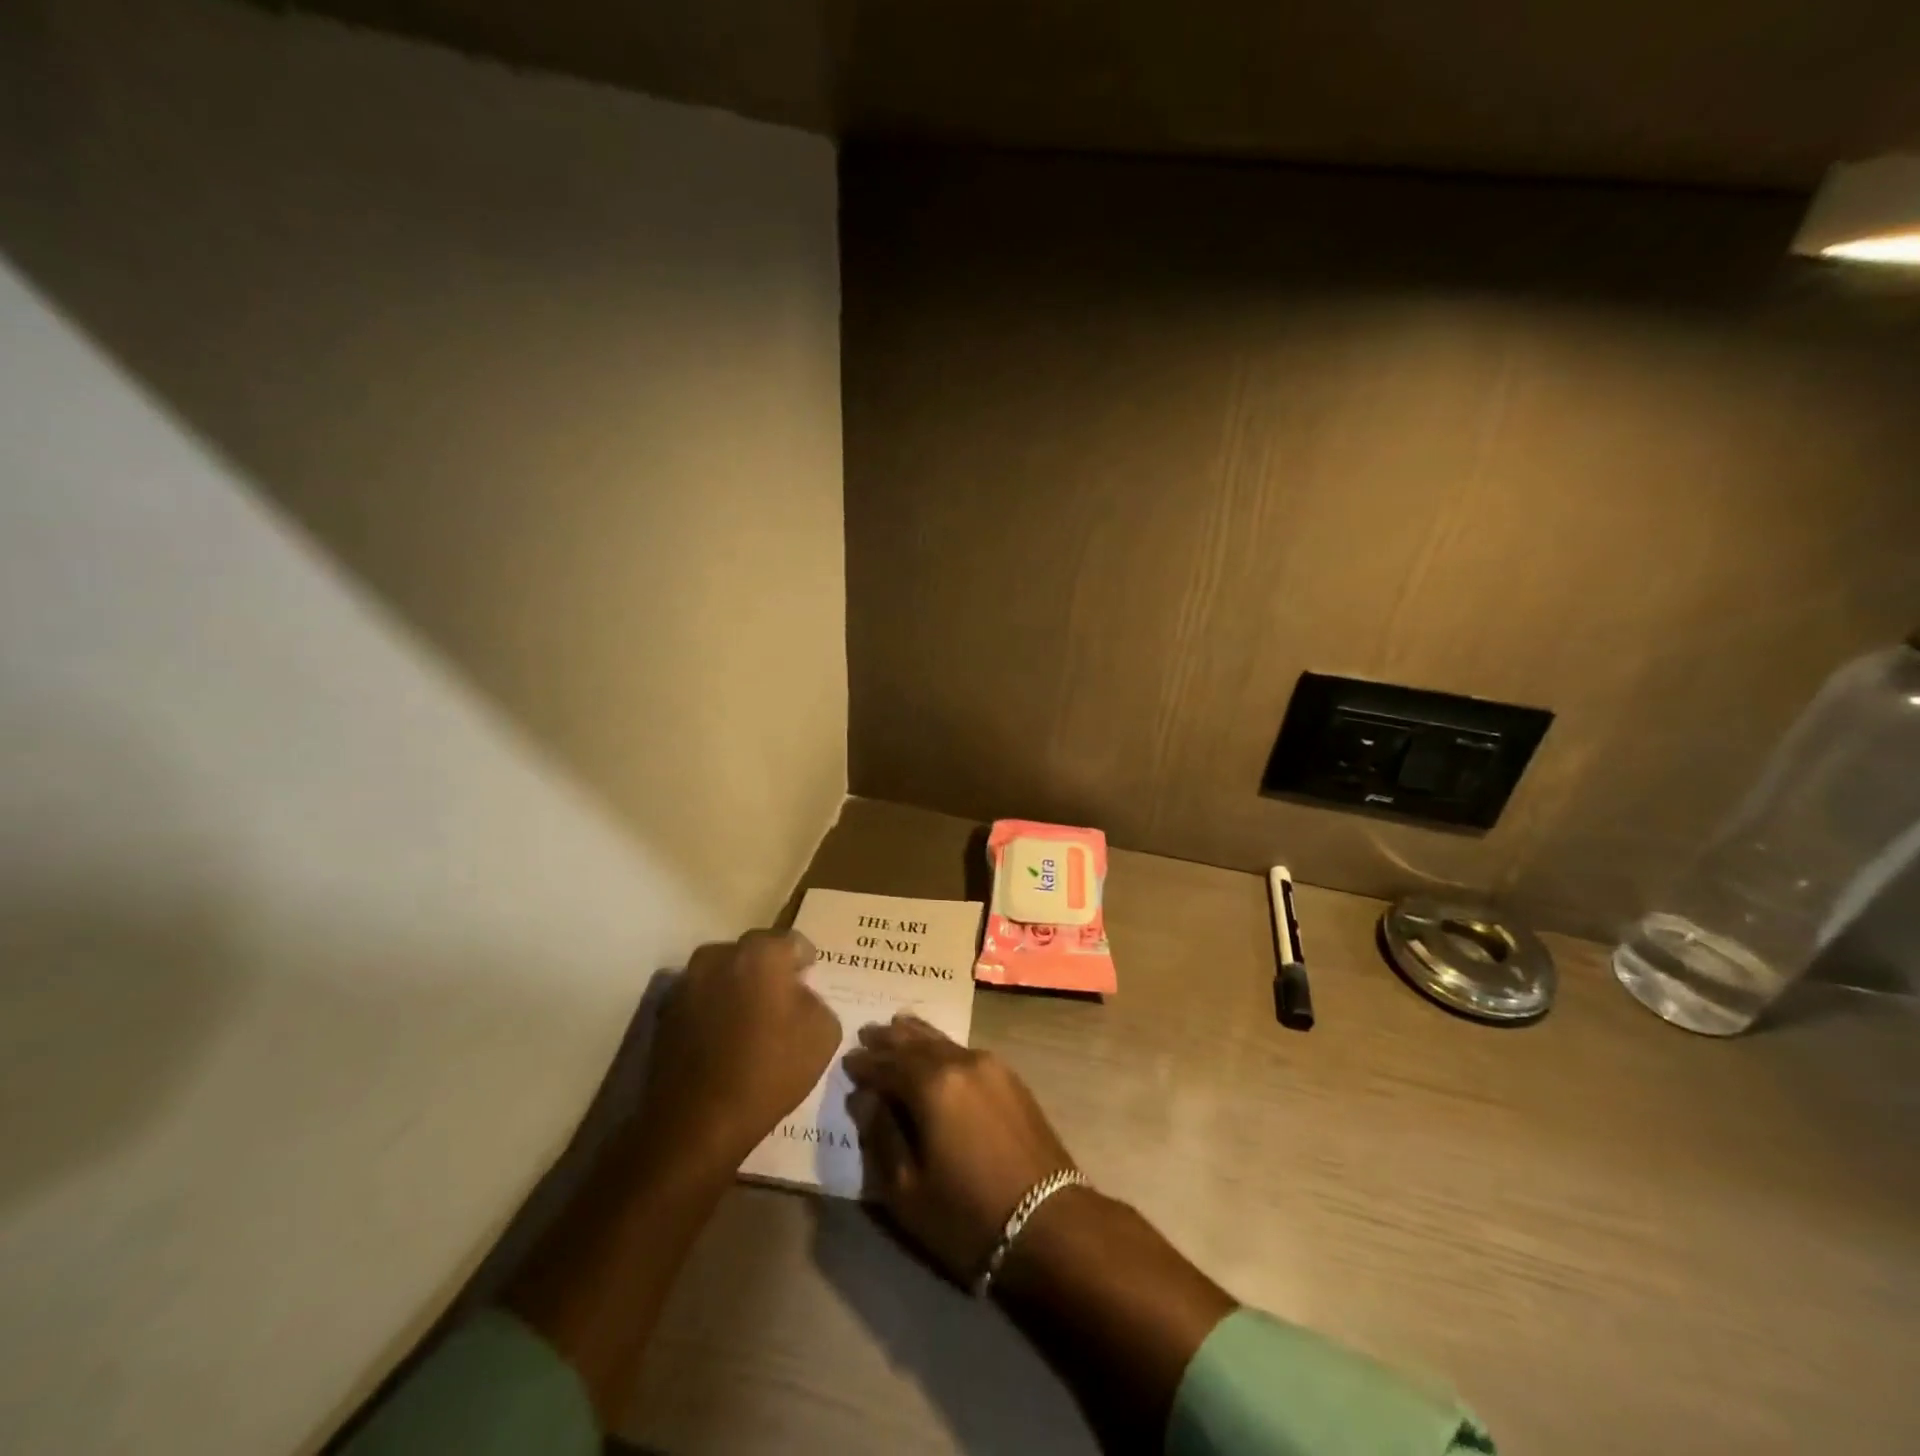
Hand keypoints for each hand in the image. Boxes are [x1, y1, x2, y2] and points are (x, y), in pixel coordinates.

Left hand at [637, 929, 840, 1179]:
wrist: (698, 1122)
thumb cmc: (769, 1071)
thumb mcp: (823, 1033)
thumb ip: (816, 1000)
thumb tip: (798, 995)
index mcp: (761, 953)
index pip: (792, 941)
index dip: (804, 959)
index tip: (809, 979)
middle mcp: (719, 956)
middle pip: (752, 953)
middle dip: (767, 970)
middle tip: (780, 1000)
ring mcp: (687, 983)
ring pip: (722, 973)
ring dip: (736, 987)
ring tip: (748, 1020)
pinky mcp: (665, 1012)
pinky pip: (700, 999)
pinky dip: (712, 1010)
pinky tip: (722, 1040)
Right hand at [842, 1014, 1074, 1285]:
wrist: (1048, 1222)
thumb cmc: (967, 1215)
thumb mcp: (907, 1189)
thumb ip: (881, 1135)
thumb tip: (864, 1098)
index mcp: (932, 1084)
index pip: (887, 1064)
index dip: (864, 1064)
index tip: (846, 1061)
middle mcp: (960, 1061)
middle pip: (916, 1042)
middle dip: (889, 1039)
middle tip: (867, 1032)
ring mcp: (990, 1065)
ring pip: (943, 1041)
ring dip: (916, 1035)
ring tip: (896, 1026)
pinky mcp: (1010, 1078)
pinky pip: (964, 1050)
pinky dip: (942, 1045)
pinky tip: (936, 1049)